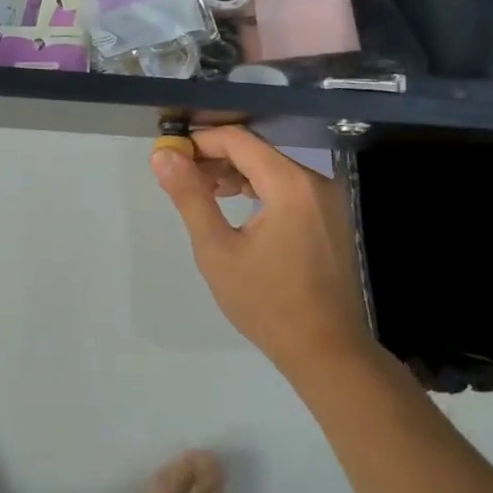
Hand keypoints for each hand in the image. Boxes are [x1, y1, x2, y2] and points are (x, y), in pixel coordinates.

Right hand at [151, 127, 373, 377]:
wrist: (326, 352)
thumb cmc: (266, 303)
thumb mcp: (216, 250)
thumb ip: (190, 196)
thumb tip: (163, 155)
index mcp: (290, 184)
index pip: (238, 140)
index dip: (200, 142)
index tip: (169, 156)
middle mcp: (315, 181)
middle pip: (256, 151)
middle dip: (215, 158)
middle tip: (180, 178)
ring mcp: (327, 199)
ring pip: (271, 167)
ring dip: (234, 173)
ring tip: (201, 193)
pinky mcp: (330, 216)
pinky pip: (287, 186)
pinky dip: (257, 188)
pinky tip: (234, 205)